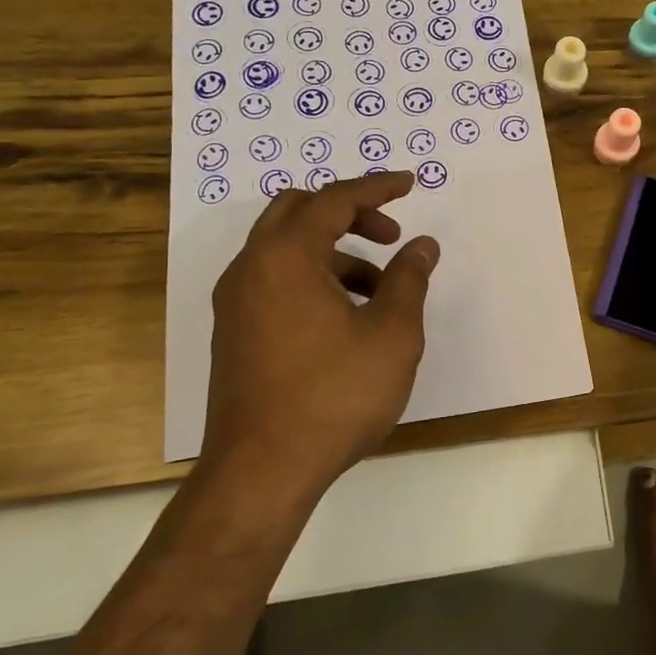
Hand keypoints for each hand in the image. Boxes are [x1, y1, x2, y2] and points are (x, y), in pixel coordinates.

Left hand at [201, 171, 439, 497]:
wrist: (262, 471)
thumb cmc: (335, 395)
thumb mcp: (392, 334)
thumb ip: (409, 279)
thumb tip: (422, 245)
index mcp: (286, 257)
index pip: (335, 199)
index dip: (377, 187)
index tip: (411, 183)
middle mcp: (251, 268)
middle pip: (298, 210)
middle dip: (349, 212)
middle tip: (390, 236)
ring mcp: (235, 301)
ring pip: (285, 247)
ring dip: (334, 250)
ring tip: (380, 291)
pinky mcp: (233, 331)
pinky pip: (275, 279)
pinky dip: (312, 277)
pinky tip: (346, 318)